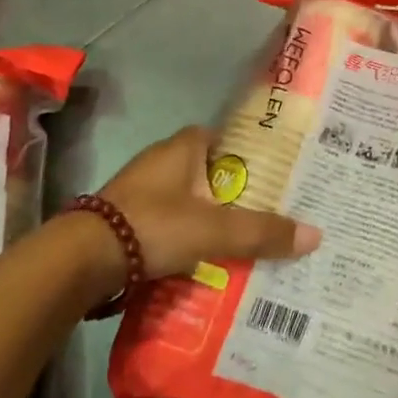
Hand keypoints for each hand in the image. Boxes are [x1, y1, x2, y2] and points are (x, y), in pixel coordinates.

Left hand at [100, 126, 320, 280]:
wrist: (81, 260)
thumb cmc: (154, 225)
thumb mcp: (216, 230)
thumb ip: (263, 232)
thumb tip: (316, 235)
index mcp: (183, 146)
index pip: (225, 137)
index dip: (248, 154)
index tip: (273, 175)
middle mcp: (160, 160)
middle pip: (208, 171)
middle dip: (232, 191)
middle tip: (265, 212)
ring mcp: (139, 190)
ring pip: (187, 199)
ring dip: (207, 216)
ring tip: (240, 240)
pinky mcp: (125, 220)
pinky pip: (167, 222)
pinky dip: (184, 236)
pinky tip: (201, 258)